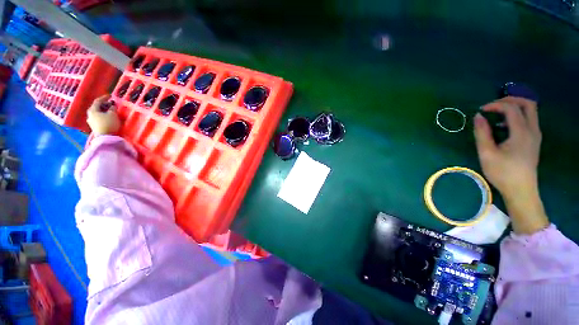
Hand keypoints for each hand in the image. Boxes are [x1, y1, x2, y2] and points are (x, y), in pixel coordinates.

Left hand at [87, 95, 119, 135]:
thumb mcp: (113, 114)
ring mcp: (91, 121)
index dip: (104, 97)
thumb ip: (112, 108)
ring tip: (110, 111)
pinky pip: (98, 118)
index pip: (97, 101)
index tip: (110, 96)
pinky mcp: (94, 126)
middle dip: (104, 105)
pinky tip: (107, 117)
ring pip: (97, 113)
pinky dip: (103, 115)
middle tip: (111, 104)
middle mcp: (90, 114)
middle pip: (96, 107)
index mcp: (92, 110)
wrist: (106, 138)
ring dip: (103, 110)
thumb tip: (112, 105)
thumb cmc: (109, 124)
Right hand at [474, 96, 548, 233]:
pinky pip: (529, 120)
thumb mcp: (487, 153)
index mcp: (521, 132)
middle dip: (509, 100)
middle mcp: (532, 130)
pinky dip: (516, 116)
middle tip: (492, 106)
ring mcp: (535, 135)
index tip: (480, 110)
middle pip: (528, 103)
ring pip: (530, 111)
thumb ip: (482, 133)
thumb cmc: (502, 173)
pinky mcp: (534, 140)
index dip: (495, 105)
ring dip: (514, 107)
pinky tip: (504, 127)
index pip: (511, 108)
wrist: (521, 190)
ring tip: (496, 115)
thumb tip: (478, 116)